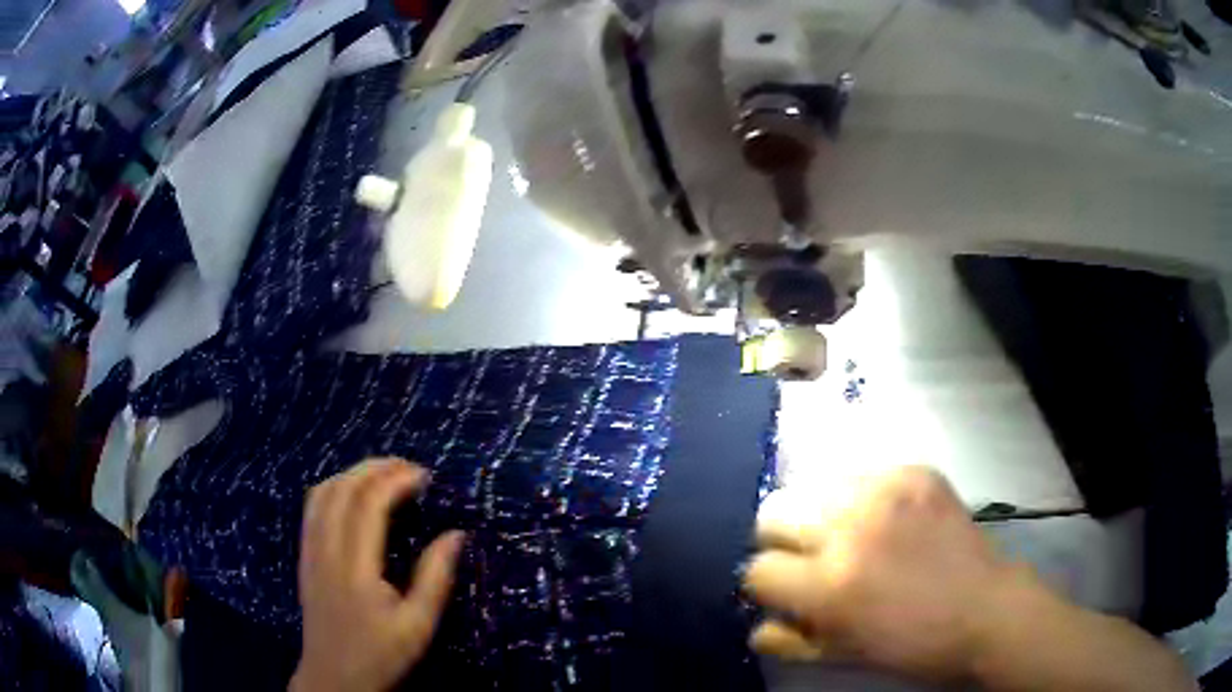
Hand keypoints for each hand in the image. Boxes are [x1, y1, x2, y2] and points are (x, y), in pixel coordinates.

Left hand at [291, 458, 464, 691]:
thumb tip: (456, 533)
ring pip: (323, 491)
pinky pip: (313, 507)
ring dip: (354, 474)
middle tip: (410, 468)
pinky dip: (335, 487)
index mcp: (355, 567)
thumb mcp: (418, 626)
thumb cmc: (380, 655)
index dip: (397, 480)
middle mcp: (326, 549)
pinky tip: (353, 494)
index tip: (426, 477)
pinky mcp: (305, 556)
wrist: (334, 679)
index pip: (369, 503)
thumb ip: (435, 578)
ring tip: (385, 475)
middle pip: (343, 488)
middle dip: (376, 468)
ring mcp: (310, 551)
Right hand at [744, 466, 1037, 683]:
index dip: (766, 586)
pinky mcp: (915, 472)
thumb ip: (788, 641)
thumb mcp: (842, 657)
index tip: (786, 592)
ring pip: (813, 485)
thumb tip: (757, 622)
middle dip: (782, 541)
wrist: (986, 610)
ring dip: (820, 515)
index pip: (757, 570)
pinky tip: (886, 521)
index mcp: (827, 586)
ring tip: (847, 536)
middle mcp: (849, 529)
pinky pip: (863, 475)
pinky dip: (862, 498)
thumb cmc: (912, 645)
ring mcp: (885, 492)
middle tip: (810, 559)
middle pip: (773, 512)